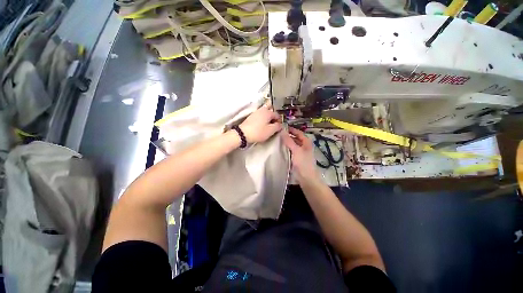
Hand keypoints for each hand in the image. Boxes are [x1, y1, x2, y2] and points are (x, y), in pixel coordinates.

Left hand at [239, 105, 281, 142]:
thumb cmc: (258, 132)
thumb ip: (277, 126)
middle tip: (273, 124)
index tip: (278, 127)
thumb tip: (280, 125)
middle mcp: (262, 110)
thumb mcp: (270, 131)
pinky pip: (260, 115)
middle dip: (273, 116)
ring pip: (265, 112)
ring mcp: (256, 112)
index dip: (279, 121)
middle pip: (270, 110)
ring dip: (268, 117)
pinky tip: (262, 124)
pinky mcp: (251, 116)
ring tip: (268, 125)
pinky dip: (263, 118)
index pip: (277, 115)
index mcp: (268, 112)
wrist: (243, 133)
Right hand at [281, 127, 317, 182]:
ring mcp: (300, 152)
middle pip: (295, 138)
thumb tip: (282, 131)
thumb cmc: (303, 162)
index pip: (298, 132)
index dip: (291, 129)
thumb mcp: (296, 150)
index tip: (282, 127)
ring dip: (286, 143)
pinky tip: (280, 148)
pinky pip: (291, 151)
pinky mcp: (297, 158)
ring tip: (277, 140)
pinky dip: (286, 149)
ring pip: (292, 145)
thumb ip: (289, 141)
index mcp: (306, 142)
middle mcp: (304, 146)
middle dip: (288, 136)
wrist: (306, 177)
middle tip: (278, 134)